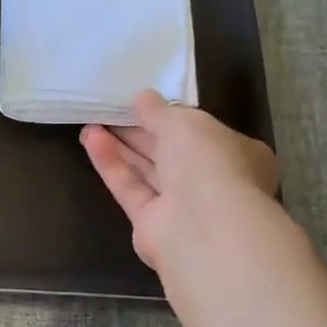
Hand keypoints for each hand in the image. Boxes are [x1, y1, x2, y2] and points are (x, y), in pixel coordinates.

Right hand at [80, 90, 278, 279]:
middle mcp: (211, 181)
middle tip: (109, 110)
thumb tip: (142, 98)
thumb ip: (160, 111)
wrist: (202, 228)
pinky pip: (130, 187)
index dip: (171, 117)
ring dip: (121, 146)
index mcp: (236, 154)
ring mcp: (181, 205)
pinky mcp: (151, 223)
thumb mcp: (185, 123)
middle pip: (170, 152)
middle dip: (140, 131)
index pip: (201, 133)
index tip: (143, 104)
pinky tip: (91, 140)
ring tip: (91, 122)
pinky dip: (111, 164)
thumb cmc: (208, 164)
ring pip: (147, 170)